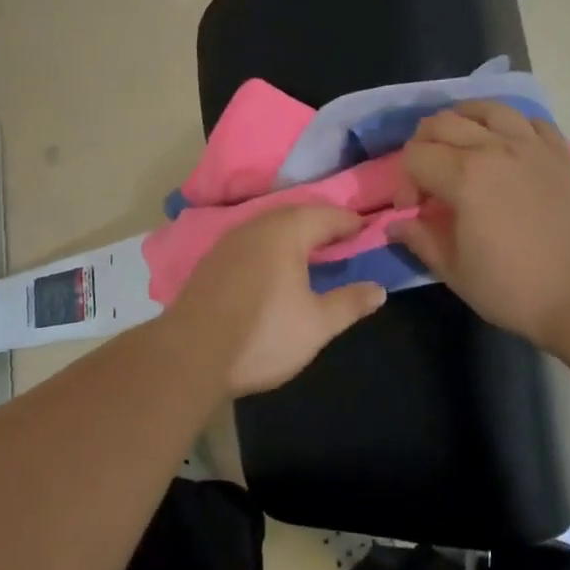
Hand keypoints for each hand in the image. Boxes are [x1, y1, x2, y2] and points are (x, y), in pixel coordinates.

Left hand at [162, 205, 386, 397]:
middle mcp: (256, 226)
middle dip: (322, 224)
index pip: (327, 215)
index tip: (368, 231)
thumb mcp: (317, 325)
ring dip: (294, 235)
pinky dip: (271, 248)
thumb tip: (379, 290)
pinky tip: (275, 269)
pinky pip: (252, 242)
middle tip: (343, 240)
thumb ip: (350, 303)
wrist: (189, 354)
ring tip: (313, 253)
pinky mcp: (212, 261)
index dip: (351, 222)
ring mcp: (229, 241)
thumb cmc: (262, 334)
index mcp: (286, 231)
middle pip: (297, 215)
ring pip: (271, 227)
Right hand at [391, 102, 569, 351]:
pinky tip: (507, 145)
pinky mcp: (560, 155)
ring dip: (464, 120)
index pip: (415, 156)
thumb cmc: (513, 289)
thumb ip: (420, 239)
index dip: (404, 182)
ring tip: (460, 144)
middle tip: (427, 177)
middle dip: (423, 145)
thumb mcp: (454, 271)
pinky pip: (531, 121)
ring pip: (487, 109)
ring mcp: (532, 147)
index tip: (411, 210)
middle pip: (443, 123)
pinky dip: (511, 125)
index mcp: (464, 176)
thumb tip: (396, 224)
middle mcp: (495, 148)